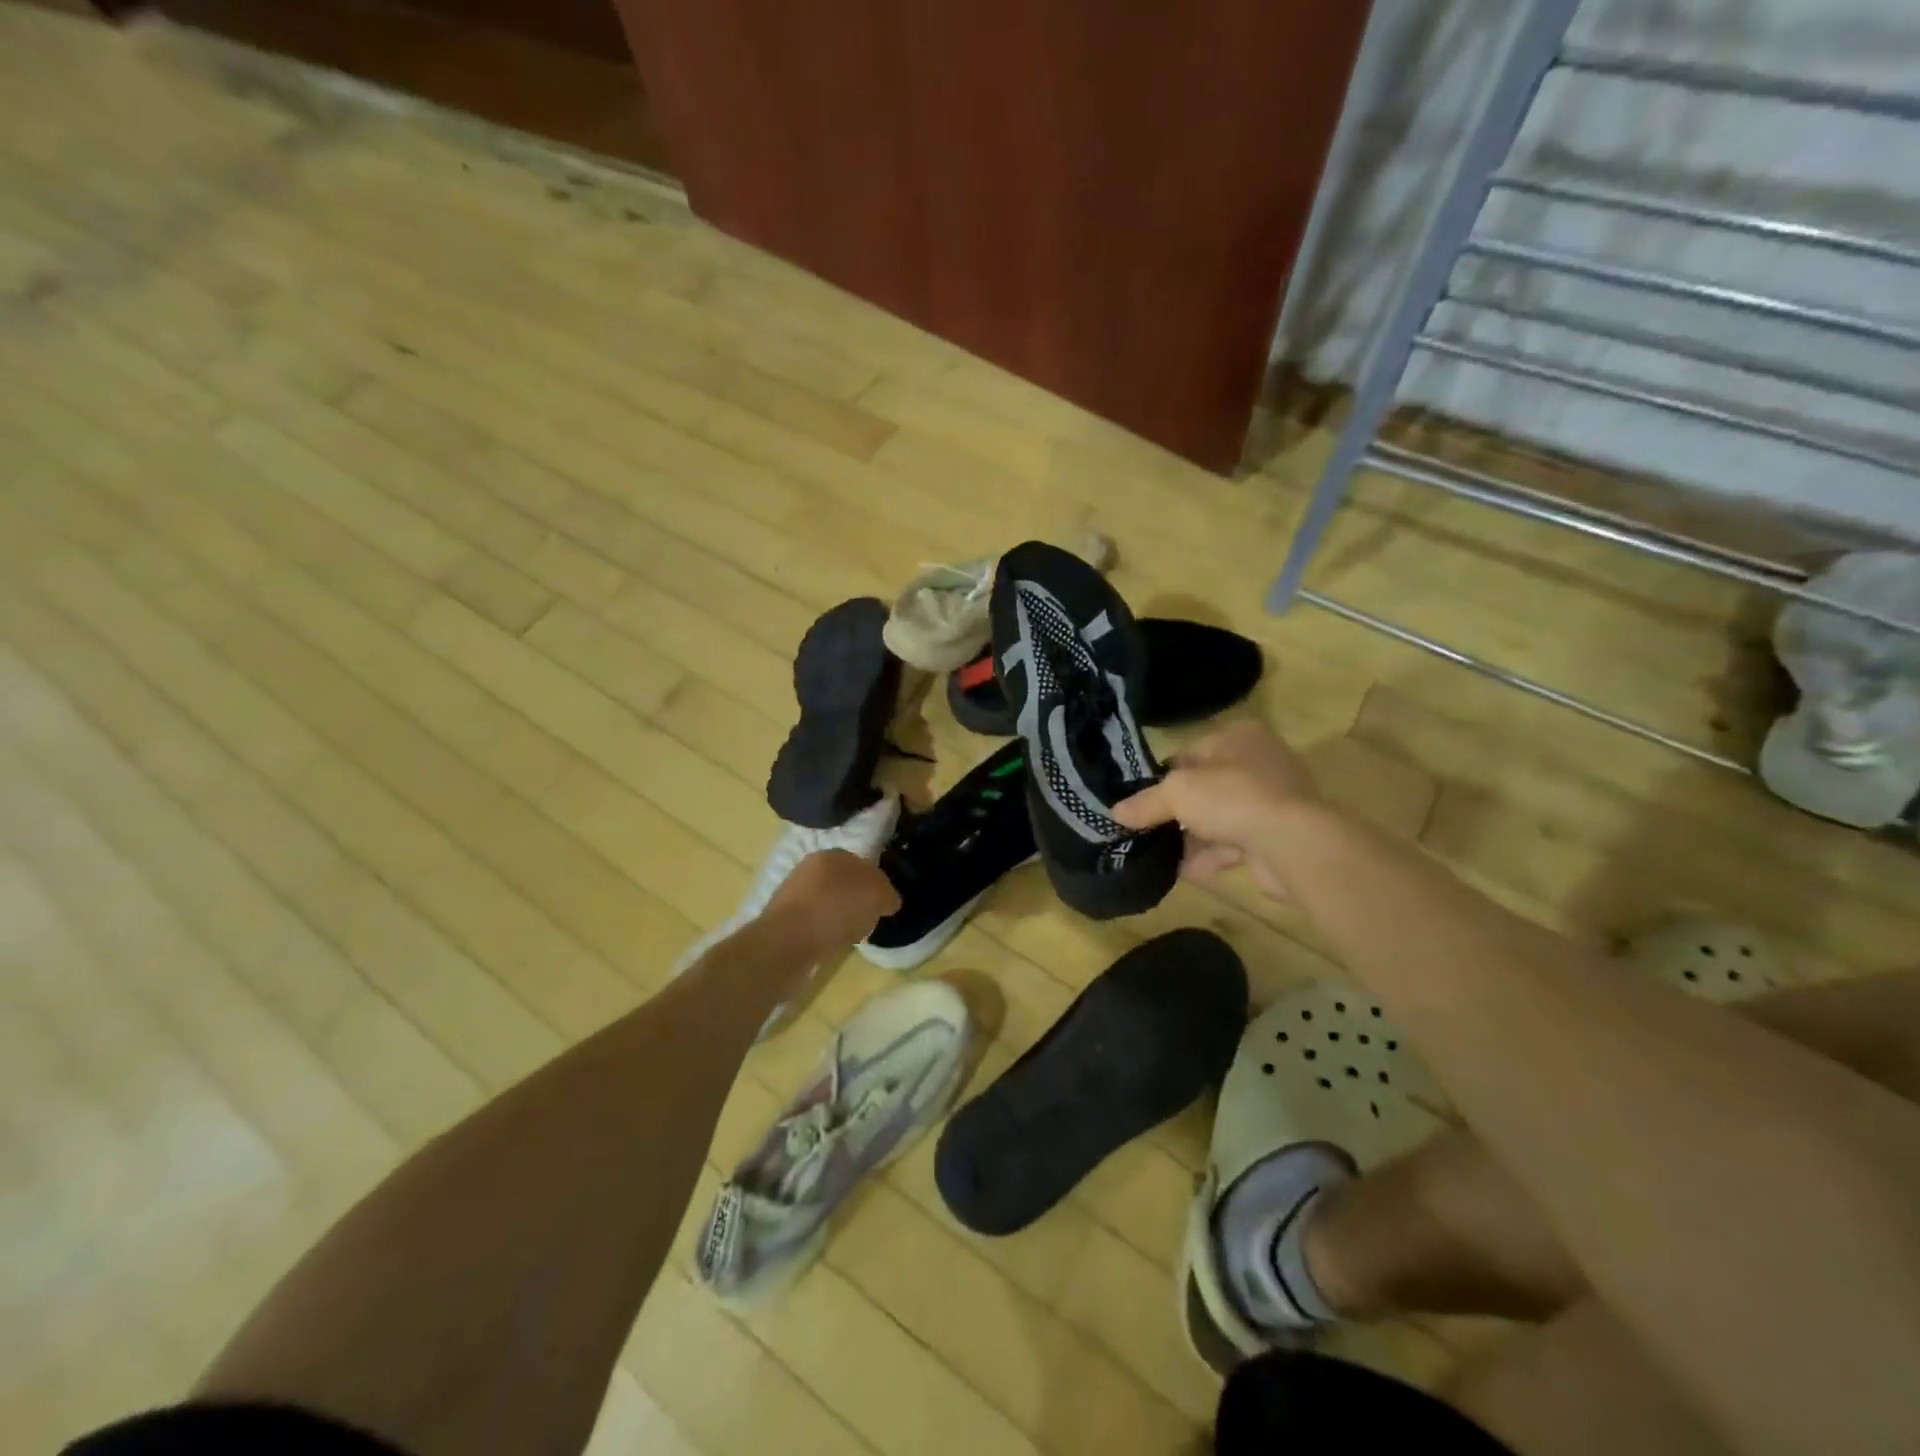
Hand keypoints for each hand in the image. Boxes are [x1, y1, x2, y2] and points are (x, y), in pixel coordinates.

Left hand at [763, 849, 900, 951]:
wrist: (787, 942)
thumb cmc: (836, 910)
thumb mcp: (877, 896)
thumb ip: (887, 894)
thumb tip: (887, 901)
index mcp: (833, 854)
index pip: (863, 864)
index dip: (877, 884)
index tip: (884, 905)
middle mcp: (810, 867)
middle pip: (845, 883)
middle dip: (858, 899)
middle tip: (870, 919)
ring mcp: (794, 893)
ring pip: (828, 902)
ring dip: (841, 916)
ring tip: (851, 935)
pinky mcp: (784, 919)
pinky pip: (815, 922)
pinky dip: (825, 931)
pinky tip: (831, 943)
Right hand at [1113, 719, 1319, 899]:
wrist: (1294, 844)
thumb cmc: (1233, 798)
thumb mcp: (1177, 792)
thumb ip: (1146, 802)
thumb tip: (1115, 813)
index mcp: (1239, 737)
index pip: (1190, 752)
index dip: (1162, 776)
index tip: (1139, 800)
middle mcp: (1259, 763)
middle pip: (1205, 786)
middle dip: (1177, 810)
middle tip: (1145, 828)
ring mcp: (1273, 801)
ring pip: (1219, 817)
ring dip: (1192, 836)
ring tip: (1157, 853)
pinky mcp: (1277, 836)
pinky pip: (1234, 844)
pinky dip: (1210, 856)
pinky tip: (1183, 871)